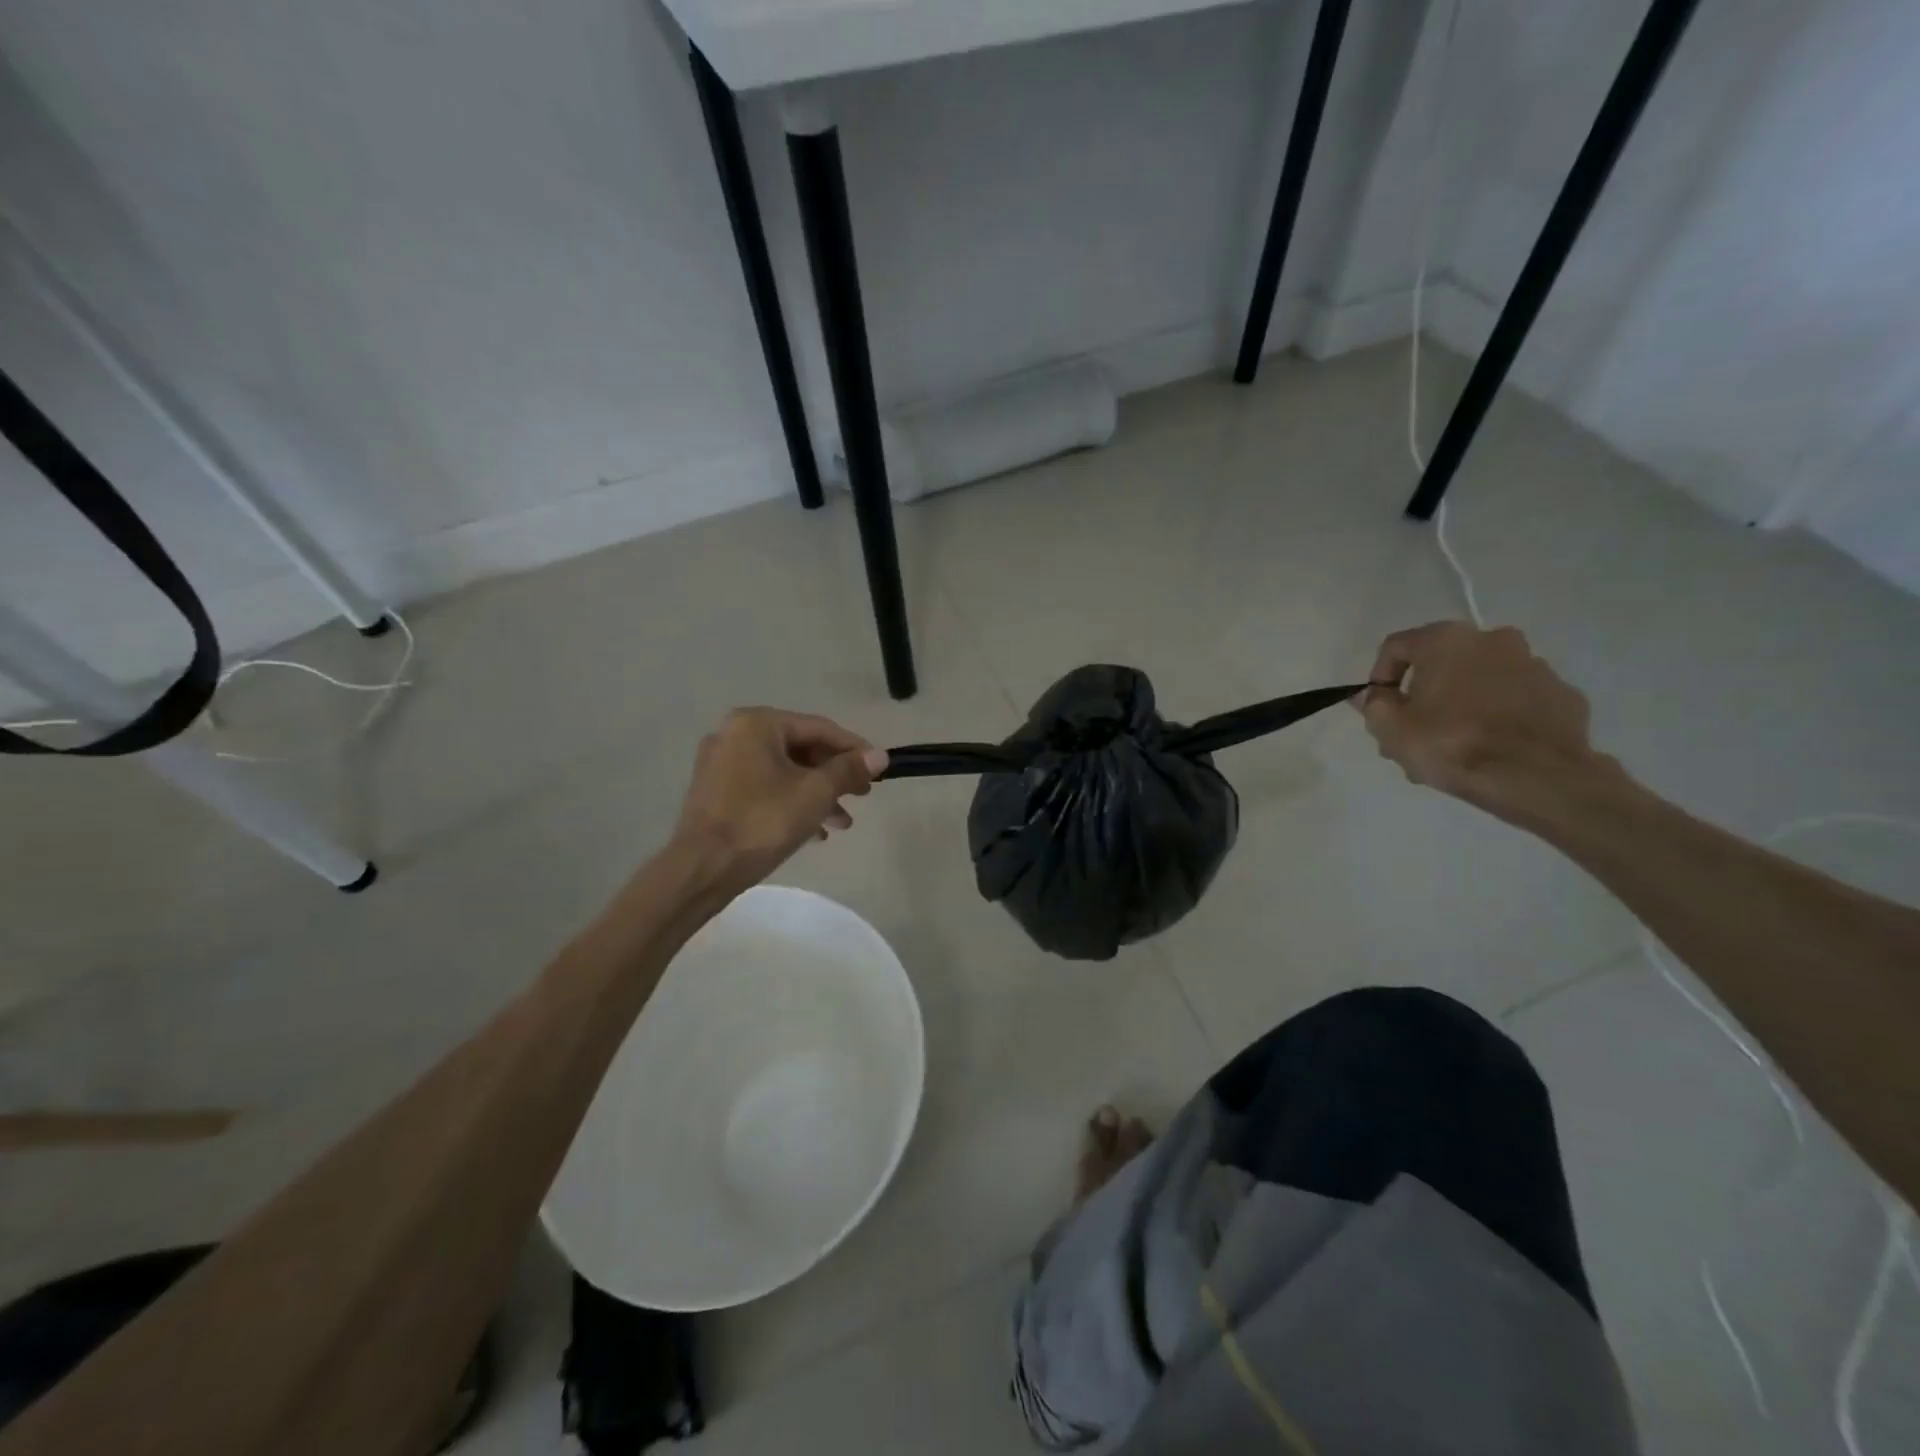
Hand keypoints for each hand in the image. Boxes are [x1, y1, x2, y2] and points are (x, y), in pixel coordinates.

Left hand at [673, 708, 886, 896]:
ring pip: (783, 771)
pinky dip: (791, 802)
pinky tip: (815, 831)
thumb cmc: (763, 822)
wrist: (702, 869)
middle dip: (834, 775)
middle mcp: (735, 734)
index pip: (818, 728)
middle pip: (800, 749)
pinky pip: (764, 787)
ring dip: (817, 793)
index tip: (880, 768)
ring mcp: (721, 763)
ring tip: (842, 822)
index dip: (854, 748)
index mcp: (757, 724)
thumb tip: (879, 756)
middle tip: (862, 796)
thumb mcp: (815, 793)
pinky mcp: (716, 792)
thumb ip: (849, 770)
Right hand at [1357, 622, 1600, 818]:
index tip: (1379, 709)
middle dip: (1422, 695)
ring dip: (1460, 704)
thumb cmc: (1452, 744)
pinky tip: (1491, 746)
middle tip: (1413, 733)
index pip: (1396, 647)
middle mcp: (1492, 639)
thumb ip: (1373, 704)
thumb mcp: (1391, 728)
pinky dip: (1498, 714)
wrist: (1537, 777)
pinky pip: (1515, 698)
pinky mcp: (1562, 693)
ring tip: (1452, 745)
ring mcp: (1534, 665)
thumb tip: (1370, 694)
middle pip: (1440, 664)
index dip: (1379, 677)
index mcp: (1447, 640)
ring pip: (1480, 680)